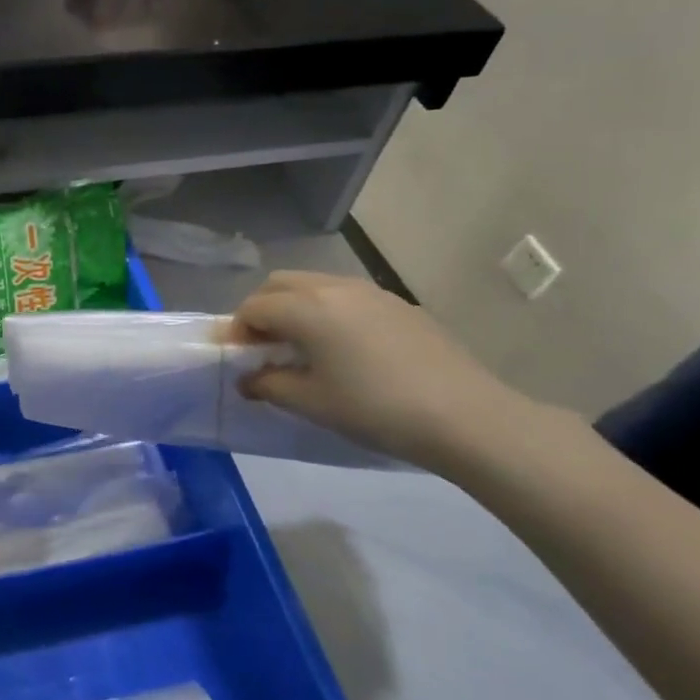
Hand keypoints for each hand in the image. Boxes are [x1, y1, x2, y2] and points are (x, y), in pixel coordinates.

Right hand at [228, 272, 536, 470]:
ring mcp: (370, 292)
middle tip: (261, 346)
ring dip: (294, 307)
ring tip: (299, 346)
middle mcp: (334, 287)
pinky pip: (345, 296)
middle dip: (261, 310)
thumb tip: (248, 379)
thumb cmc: (374, 408)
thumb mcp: (311, 402)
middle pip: (279, 284)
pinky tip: (342, 348)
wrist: (464, 415)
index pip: (254, 308)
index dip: (236, 331)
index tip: (236, 360)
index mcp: (307, 308)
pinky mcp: (398, 304)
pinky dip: (326, 311)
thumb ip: (269, 384)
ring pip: (314, 285)